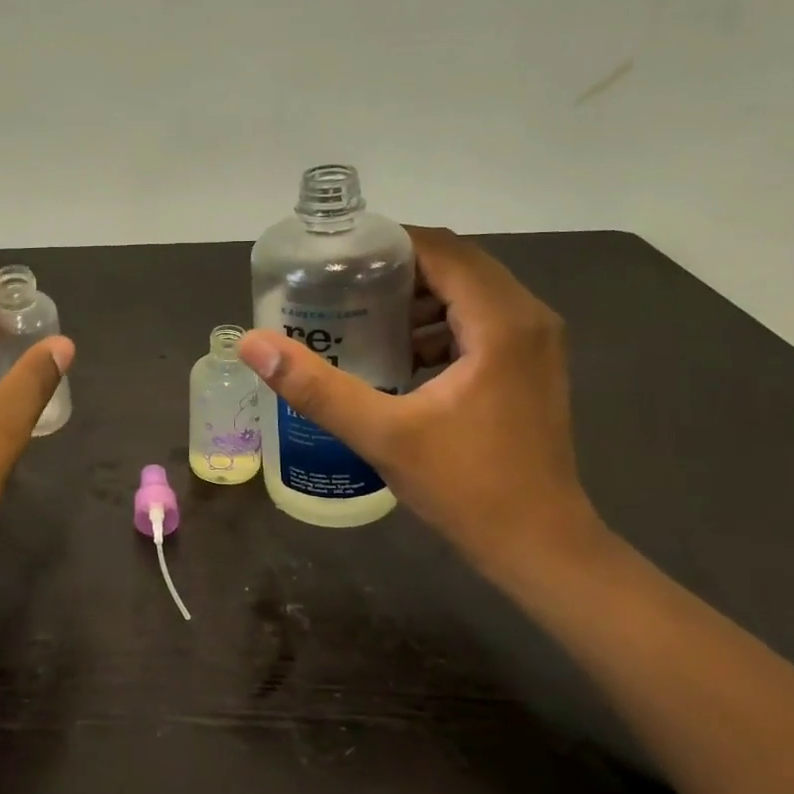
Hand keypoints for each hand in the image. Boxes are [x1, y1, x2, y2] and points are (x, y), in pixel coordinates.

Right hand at [238, 227, 600, 577]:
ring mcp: (536, 344)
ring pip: (470, 293)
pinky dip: (438, 325)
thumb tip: (253, 344)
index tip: (335, 260)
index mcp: (502, 321)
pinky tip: (398, 356)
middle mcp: (529, 318)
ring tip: (359, 317)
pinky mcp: (530, 367)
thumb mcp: (383, 434)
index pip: (440, 250)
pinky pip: (480, 322)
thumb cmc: (468, 487)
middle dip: (395, 271)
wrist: (540, 547)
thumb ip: (316, 387)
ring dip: (417, 299)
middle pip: (456, 266)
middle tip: (338, 287)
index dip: (386, 245)